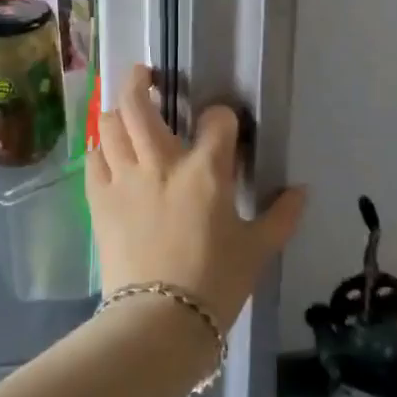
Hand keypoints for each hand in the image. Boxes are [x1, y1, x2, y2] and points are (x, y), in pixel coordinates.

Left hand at [87, 64, 304, 326]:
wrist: (159, 323)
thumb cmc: (216, 283)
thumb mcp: (258, 251)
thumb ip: (281, 216)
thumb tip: (302, 191)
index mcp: (206, 171)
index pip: (217, 121)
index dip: (223, 117)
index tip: (223, 126)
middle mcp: (162, 162)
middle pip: (141, 103)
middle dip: (141, 81)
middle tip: (145, 74)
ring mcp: (125, 178)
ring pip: (111, 123)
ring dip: (117, 110)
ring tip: (124, 109)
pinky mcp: (100, 199)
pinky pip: (94, 158)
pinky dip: (100, 148)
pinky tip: (108, 151)